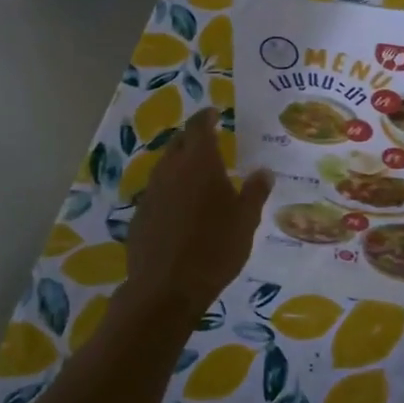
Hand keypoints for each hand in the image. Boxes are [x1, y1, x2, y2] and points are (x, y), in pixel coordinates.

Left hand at [121, 109, 273, 317]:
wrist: (166, 288)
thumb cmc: (215, 248)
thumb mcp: (246, 221)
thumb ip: (255, 192)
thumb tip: (264, 171)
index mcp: (198, 162)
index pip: (199, 126)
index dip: (206, 117)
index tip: (214, 113)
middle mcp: (170, 170)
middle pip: (179, 143)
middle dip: (193, 139)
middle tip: (209, 143)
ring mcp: (151, 192)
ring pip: (165, 167)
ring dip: (180, 165)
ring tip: (196, 175)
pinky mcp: (139, 215)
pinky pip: (157, 192)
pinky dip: (170, 191)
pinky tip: (180, 209)